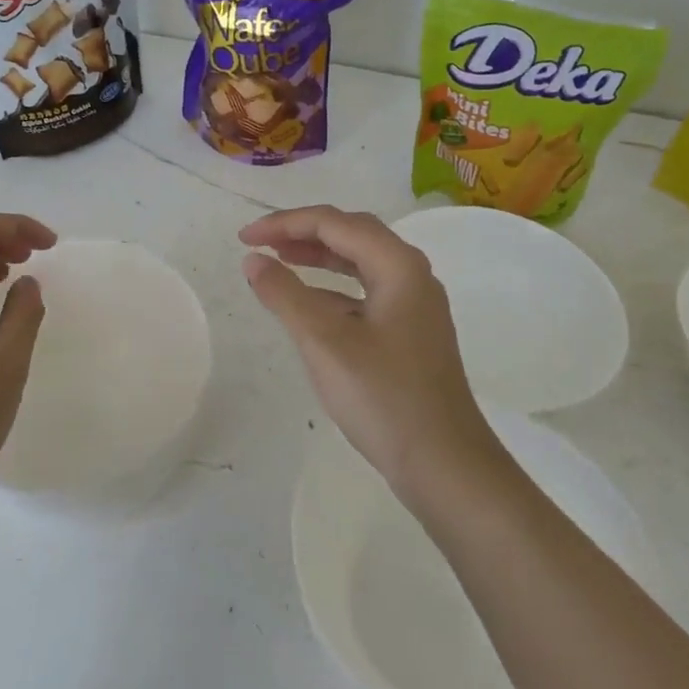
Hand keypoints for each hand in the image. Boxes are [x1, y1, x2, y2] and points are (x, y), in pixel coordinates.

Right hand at [240, 205, 499, 495]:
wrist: (444, 465)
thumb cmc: (384, 397)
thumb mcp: (325, 342)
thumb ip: (285, 295)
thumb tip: (253, 260)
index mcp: (399, 266)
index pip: (334, 223)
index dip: (284, 223)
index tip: (244, 239)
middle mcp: (412, 276)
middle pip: (352, 234)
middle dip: (302, 232)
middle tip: (260, 243)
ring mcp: (414, 306)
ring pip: (360, 263)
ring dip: (318, 257)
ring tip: (279, 262)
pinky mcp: (409, 334)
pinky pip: (365, 293)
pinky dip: (333, 290)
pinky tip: (308, 306)